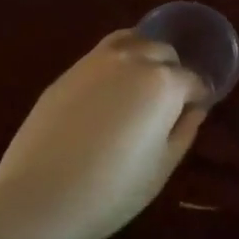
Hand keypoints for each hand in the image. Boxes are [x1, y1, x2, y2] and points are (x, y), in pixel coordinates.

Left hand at [0, 31, 205, 238]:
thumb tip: (194, 109)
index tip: (195, 110)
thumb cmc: (113, 190)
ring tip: (140, 85)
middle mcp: (133, 59)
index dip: (198, 96)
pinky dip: (116, 60)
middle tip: (168, 101)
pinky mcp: (68, 71)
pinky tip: (110, 89)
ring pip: (132, 41)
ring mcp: (96, 60)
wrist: (41, 196)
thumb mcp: (162, 167)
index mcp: (163, 83)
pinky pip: (103, 53)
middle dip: (172, 71)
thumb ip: (184, 131)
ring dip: (144, 56)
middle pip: (163, 52)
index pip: (192, 79)